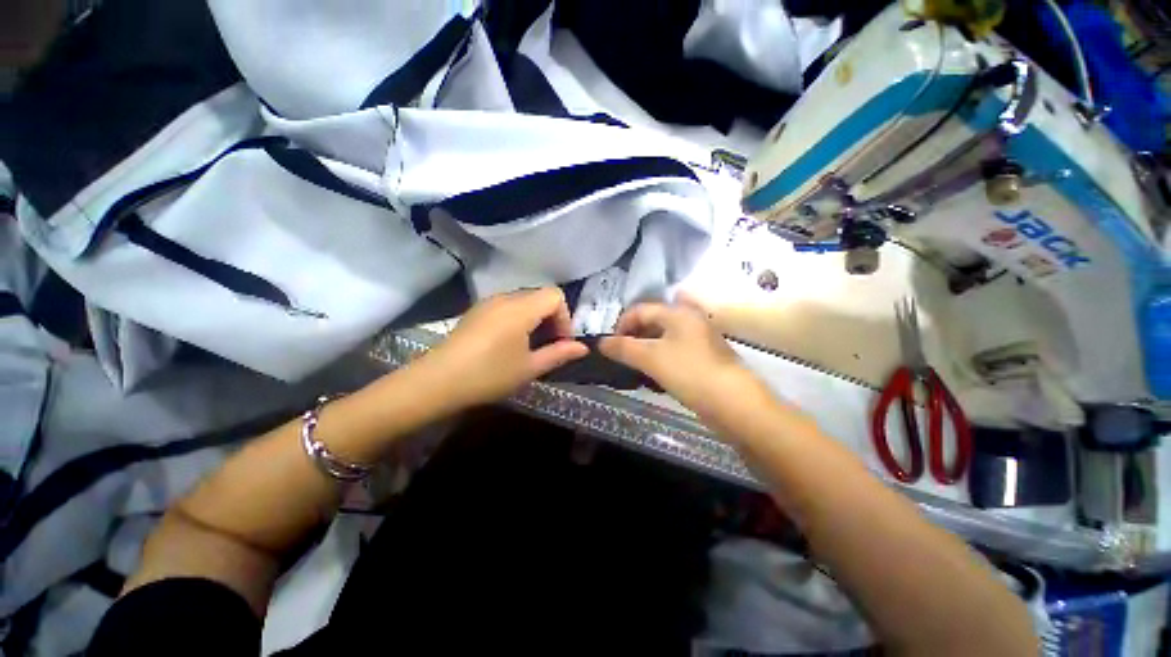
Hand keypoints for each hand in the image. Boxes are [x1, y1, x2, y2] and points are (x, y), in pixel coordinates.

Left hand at [423, 288, 588, 408]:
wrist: (438, 381)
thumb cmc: (489, 374)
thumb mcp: (529, 367)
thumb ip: (559, 354)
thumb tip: (583, 348)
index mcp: (521, 308)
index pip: (555, 295)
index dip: (565, 317)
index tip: (561, 341)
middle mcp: (505, 297)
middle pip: (540, 296)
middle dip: (552, 318)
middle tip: (550, 345)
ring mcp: (488, 302)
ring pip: (523, 300)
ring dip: (535, 318)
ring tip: (531, 345)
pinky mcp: (477, 311)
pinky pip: (507, 306)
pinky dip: (519, 318)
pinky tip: (510, 342)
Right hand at [599, 299, 761, 420]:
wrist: (734, 404)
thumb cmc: (689, 372)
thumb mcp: (651, 358)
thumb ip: (623, 348)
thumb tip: (600, 342)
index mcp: (678, 313)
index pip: (641, 309)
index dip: (622, 324)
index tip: (610, 345)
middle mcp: (690, 320)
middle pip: (653, 322)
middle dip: (633, 337)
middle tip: (620, 356)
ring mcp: (699, 340)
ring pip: (663, 339)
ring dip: (645, 349)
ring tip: (633, 366)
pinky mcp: (704, 358)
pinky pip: (674, 352)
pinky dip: (659, 359)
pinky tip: (653, 375)